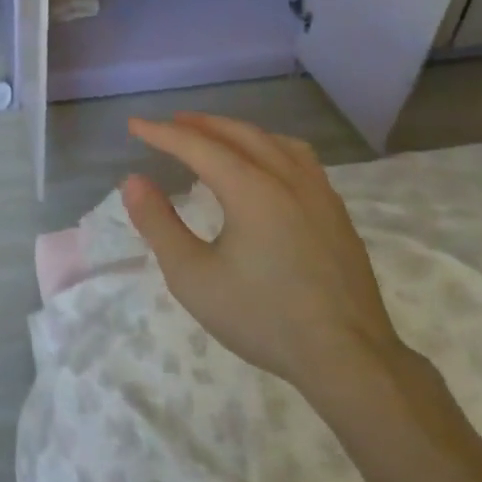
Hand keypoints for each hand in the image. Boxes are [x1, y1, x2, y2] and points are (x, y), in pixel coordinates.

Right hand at [123, 113, 407, 412]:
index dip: (162, 134)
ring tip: (216, 136)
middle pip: (239, 134)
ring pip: (274, 142)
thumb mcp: (192, 277)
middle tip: (171, 124)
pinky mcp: (337, 213)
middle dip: (200, 125)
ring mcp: (319, 194)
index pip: (198, 146)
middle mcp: (287, 178)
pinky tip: (267, 167)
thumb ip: (159, 224)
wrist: (347, 357)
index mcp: (251, 189)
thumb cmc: (261, 317)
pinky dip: (270, 147)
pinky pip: (299, 159)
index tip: (134, 125)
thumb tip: (133, 181)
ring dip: (237, 132)